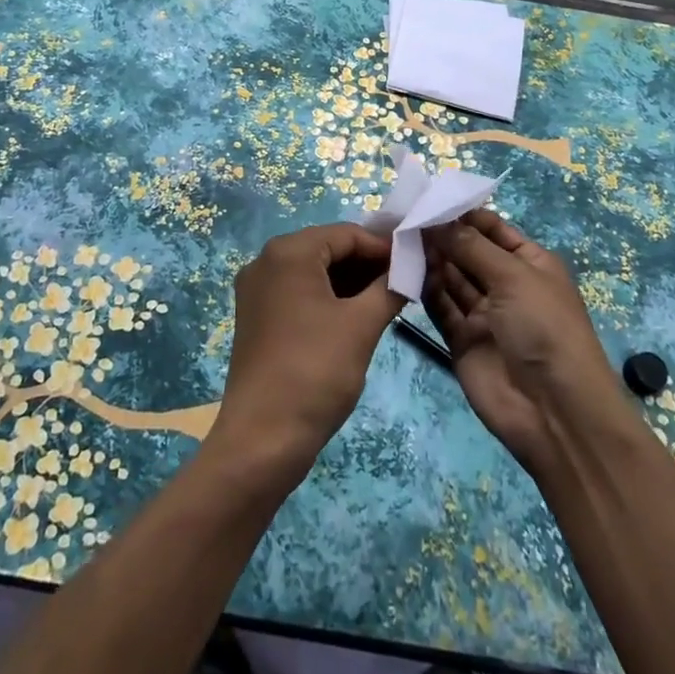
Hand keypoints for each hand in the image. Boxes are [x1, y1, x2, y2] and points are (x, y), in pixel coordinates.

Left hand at [212, 224, 404, 490]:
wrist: (262, 439)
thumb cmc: (315, 372)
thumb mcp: (362, 326)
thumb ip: (390, 287)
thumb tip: (412, 266)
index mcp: (288, 252)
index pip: (347, 234)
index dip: (384, 247)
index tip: (417, 262)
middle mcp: (266, 260)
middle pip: (328, 249)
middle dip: (368, 264)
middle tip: (405, 282)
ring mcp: (257, 290)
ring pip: (314, 271)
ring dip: (351, 281)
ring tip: (388, 299)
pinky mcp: (257, 316)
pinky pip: (299, 292)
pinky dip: (329, 298)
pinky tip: (357, 315)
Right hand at [422, 209, 621, 474]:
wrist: (555, 413)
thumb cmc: (544, 328)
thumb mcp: (514, 276)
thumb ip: (470, 246)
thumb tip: (436, 219)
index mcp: (529, 263)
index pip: (491, 229)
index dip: (462, 214)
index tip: (427, 199)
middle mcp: (506, 284)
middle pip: (467, 252)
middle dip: (441, 235)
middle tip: (404, 217)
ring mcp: (483, 314)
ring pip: (451, 277)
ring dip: (430, 259)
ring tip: (399, 238)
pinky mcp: (462, 340)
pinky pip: (440, 307)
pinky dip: (425, 289)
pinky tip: (404, 270)